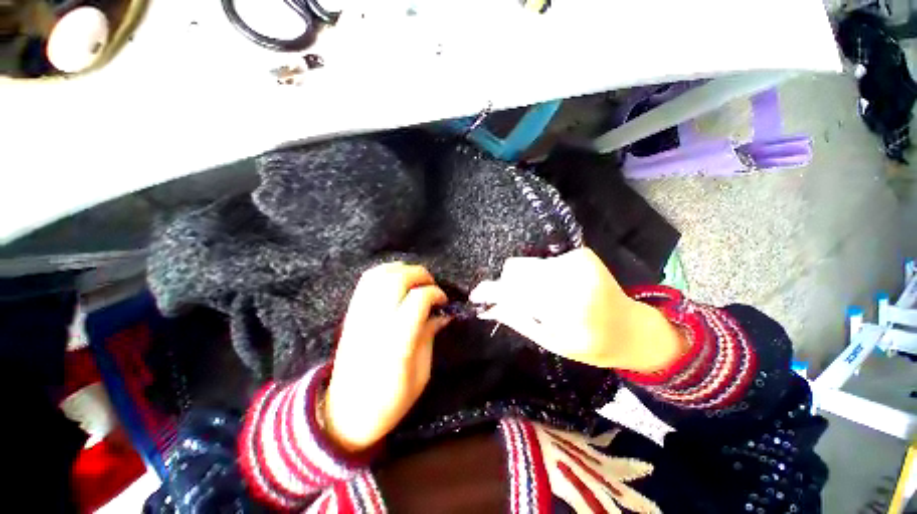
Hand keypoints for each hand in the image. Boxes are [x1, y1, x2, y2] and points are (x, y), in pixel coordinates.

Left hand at [324, 263, 449, 452]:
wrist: (345, 415)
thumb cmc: (390, 401)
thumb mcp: (421, 374)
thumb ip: (430, 337)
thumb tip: (442, 314)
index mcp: (396, 342)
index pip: (417, 299)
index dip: (435, 294)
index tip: (443, 301)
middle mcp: (375, 323)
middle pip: (397, 280)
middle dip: (420, 275)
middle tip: (432, 285)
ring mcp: (359, 317)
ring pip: (379, 275)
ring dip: (402, 270)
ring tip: (415, 280)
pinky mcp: (351, 315)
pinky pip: (365, 282)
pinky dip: (384, 273)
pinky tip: (396, 280)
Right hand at [470, 248, 686, 372]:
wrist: (631, 328)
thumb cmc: (591, 343)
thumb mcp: (551, 341)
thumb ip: (517, 319)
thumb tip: (487, 307)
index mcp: (568, 307)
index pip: (515, 290)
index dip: (493, 291)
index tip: (477, 295)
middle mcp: (573, 277)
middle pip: (517, 270)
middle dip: (507, 285)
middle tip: (509, 300)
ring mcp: (579, 261)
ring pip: (528, 264)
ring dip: (524, 281)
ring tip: (538, 298)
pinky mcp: (581, 253)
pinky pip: (543, 261)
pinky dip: (539, 274)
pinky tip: (551, 288)